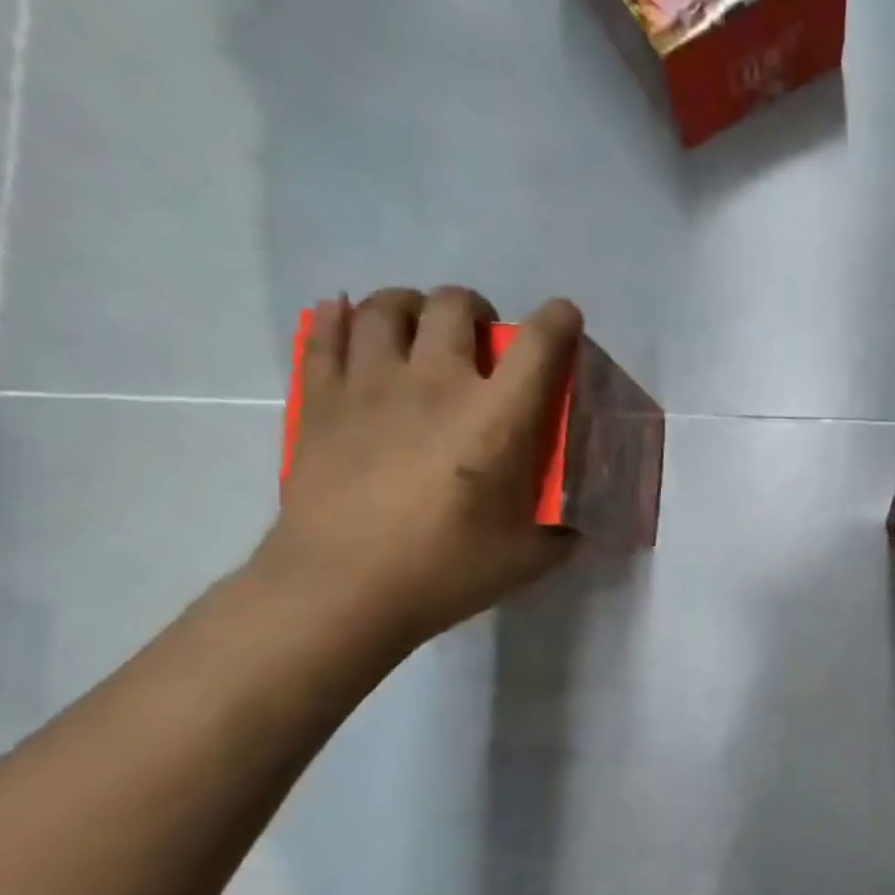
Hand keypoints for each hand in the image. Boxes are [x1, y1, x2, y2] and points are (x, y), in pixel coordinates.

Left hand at [250, 287, 583, 649]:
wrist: (341, 589)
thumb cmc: (446, 570)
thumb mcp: (527, 556)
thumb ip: (560, 532)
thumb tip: (574, 527)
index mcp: (498, 417)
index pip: (540, 343)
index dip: (560, 320)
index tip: (564, 320)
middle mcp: (437, 382)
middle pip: (455, 305)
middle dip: (477, 309)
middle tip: (480, 339)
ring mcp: (370, 384)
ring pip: (387, 307)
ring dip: (411, 308)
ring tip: (419, 331)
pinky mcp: (320, 398)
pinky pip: (324, 333)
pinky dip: (341, 318)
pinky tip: (351, 323)